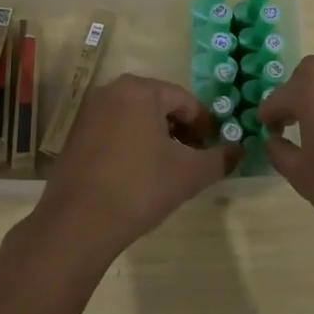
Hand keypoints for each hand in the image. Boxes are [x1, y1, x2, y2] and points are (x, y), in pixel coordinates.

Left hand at [29, 75, 228, 268]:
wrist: (77, 224)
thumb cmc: (139, 188)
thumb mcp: (189, 174)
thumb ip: (220, 159)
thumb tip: (239, 150)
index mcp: (140, 90)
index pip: (185, 100)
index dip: (205, 124)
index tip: (215, 146)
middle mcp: (112, 91)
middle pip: (159, 105)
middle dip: (181, 129)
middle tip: (195, 157)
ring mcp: (89, 112)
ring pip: (136, 117)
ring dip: (158, 137)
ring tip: (170, 167)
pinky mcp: (75, 134)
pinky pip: (115, 129)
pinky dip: (133, 143)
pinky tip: (140, 172)